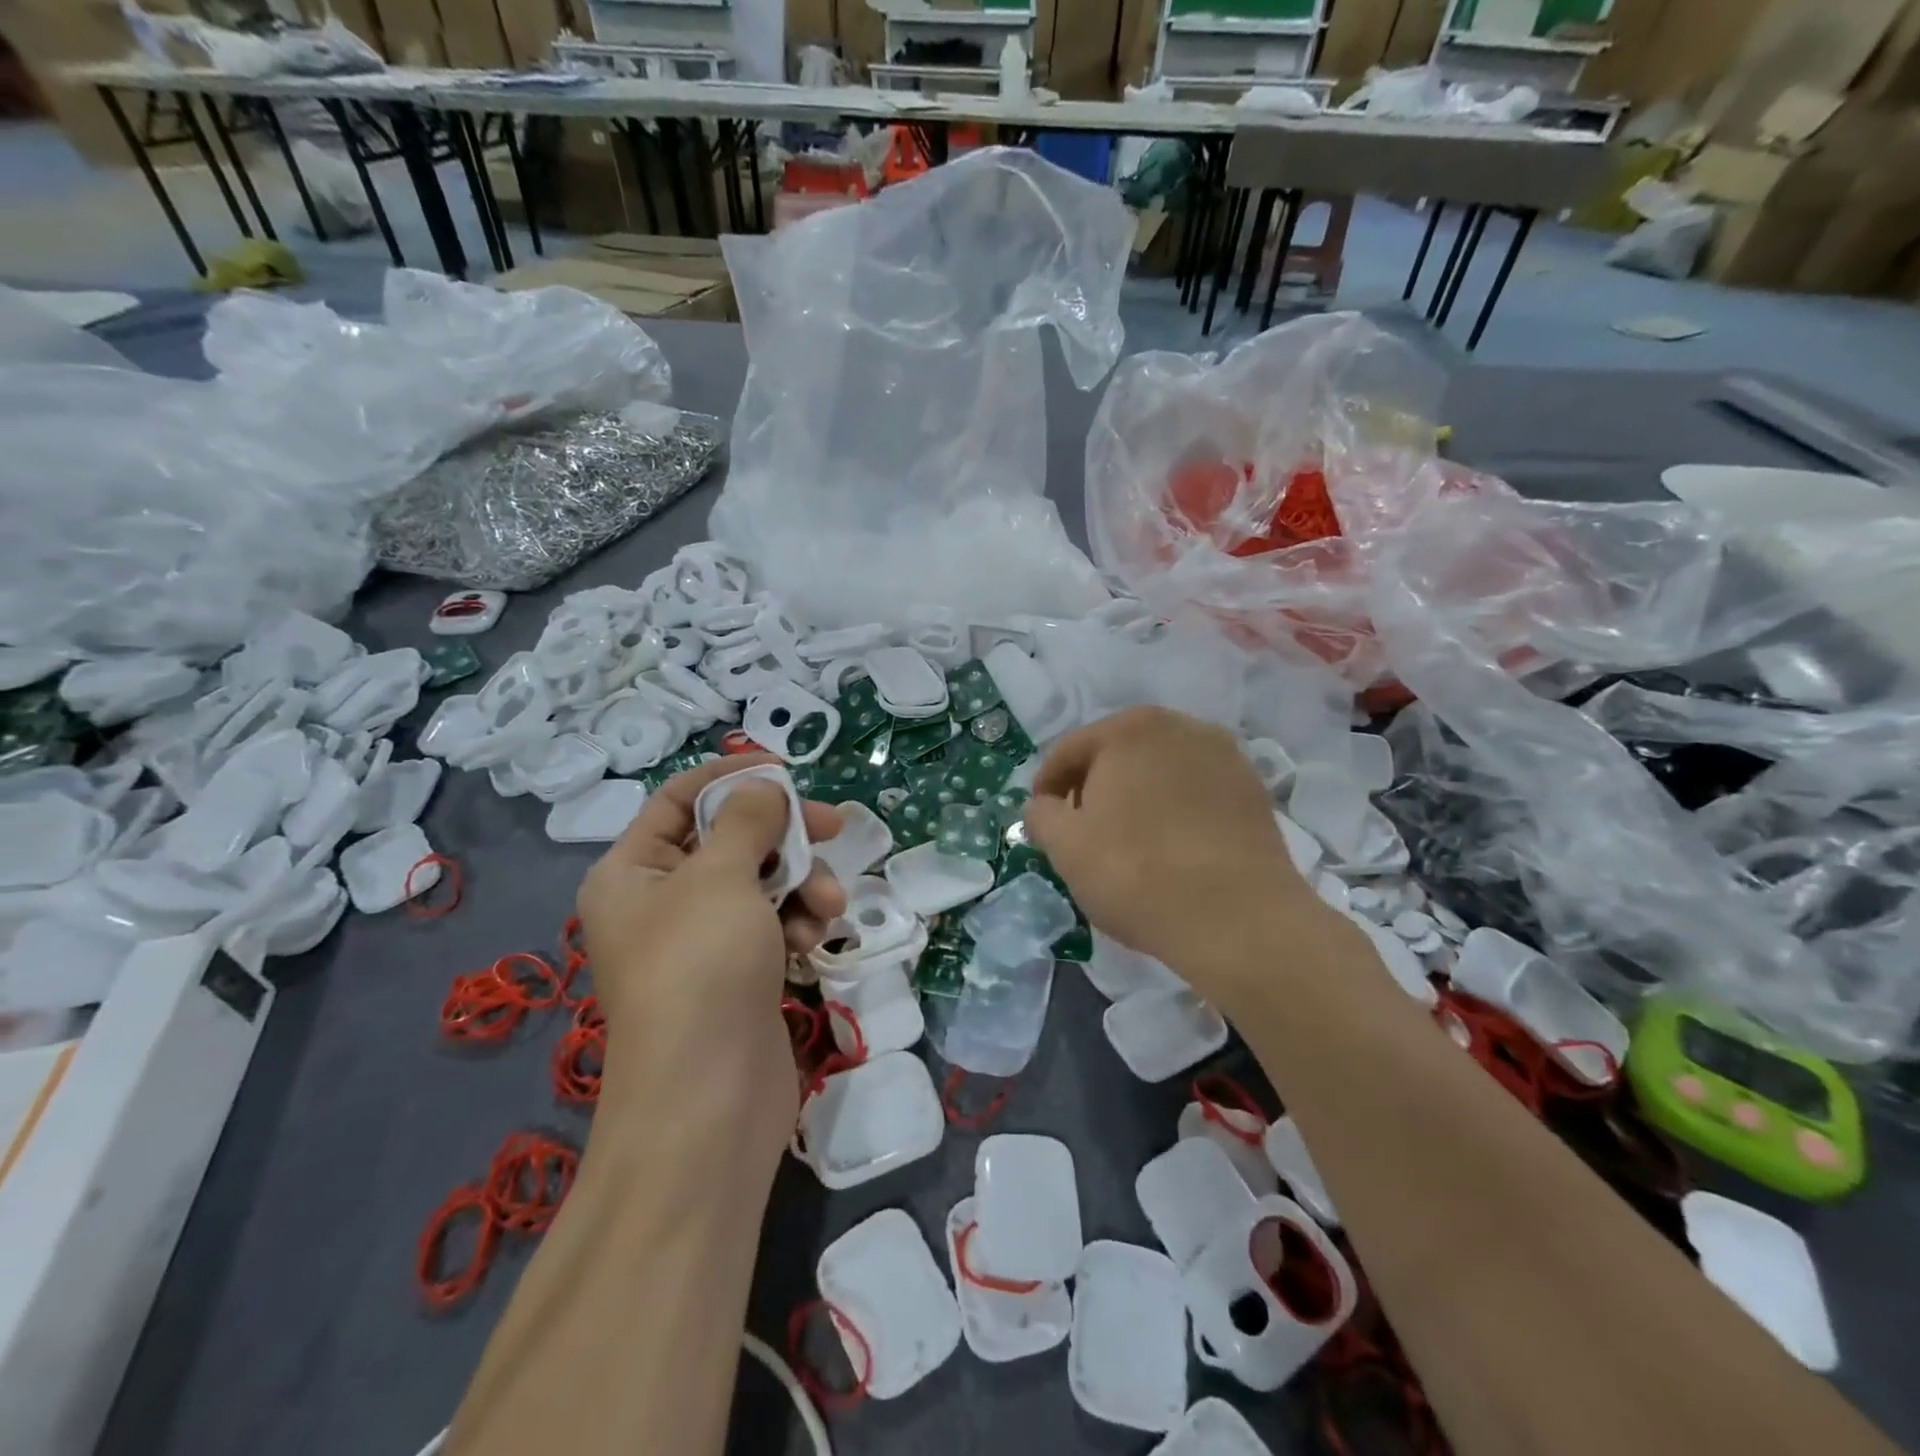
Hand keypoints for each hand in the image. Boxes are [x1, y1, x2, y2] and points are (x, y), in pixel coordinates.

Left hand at [577, 755, 844, 1140]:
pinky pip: (773, 925)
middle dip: (784, 836)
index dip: (733, 777)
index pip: (681, 800)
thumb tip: (765, 787)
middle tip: (835, 826)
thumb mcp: (720, 876)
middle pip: (730, 841)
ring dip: (802, 884)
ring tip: (827, 906)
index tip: (786, 770)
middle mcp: (661, 902)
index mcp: (632, 872)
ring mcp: (703, 941)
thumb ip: (748, 820)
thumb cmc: (701, 968)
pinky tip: (816, 940)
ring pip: (762, 884)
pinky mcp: (740, 973)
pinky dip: (799, 923)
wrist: (709, 1101)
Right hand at [1024, 707, 1332, 1004]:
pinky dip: (1174, 809)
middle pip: (1118, 753)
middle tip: (1080, 829)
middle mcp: (1180, 726)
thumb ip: (1041, 815)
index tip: (1041, 817)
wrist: (1239, 920)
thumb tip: (1044, 806)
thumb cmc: (1136, 873)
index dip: (1047, 785)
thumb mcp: (1066, 846)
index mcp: (1129, 729)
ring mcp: (1224, 755)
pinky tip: (1170, 846)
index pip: (1070, 750)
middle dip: (1093, 787)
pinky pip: (1196, 792)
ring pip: (1159, 771)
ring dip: (1136, 796)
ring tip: (1127, 840)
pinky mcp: (1252, 790)